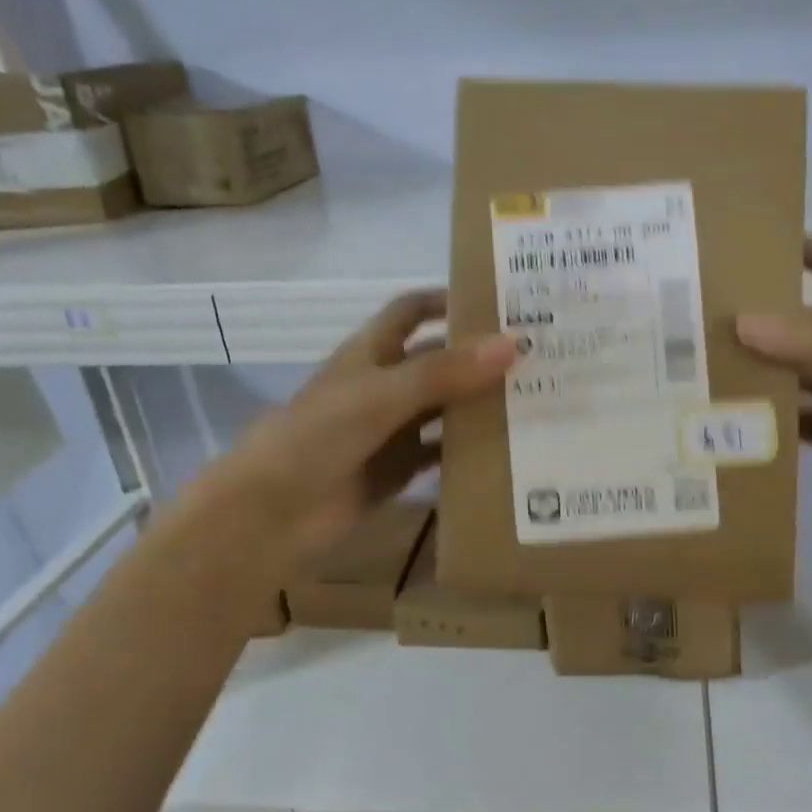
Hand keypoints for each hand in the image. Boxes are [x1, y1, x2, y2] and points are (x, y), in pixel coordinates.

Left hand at [195, 290, 516, 566]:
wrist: (273, 512)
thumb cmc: (319, 435)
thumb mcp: (383, 395)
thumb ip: (445, 372)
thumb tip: (513, 344)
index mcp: (371, 352)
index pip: (412, 311)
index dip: (447, 300)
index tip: (499, 301)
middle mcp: (385, 385)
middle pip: (438, 362)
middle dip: (479, 358)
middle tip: (538, 357)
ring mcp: (392, 429)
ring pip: (445, 409)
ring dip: (480, 406)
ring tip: (536, 401)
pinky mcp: (399, 469)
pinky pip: (442, 454)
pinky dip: (469, 451)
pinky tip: (508, 451)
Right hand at [736, 237, 811, 539]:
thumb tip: (744, 322)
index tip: (761, 247)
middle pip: (809, 327)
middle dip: (767, 321)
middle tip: (710, 318)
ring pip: (797, 378)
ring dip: (762, 374)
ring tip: (707, 369)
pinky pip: (798, 423)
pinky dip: (769, 421)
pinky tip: (732, 422)